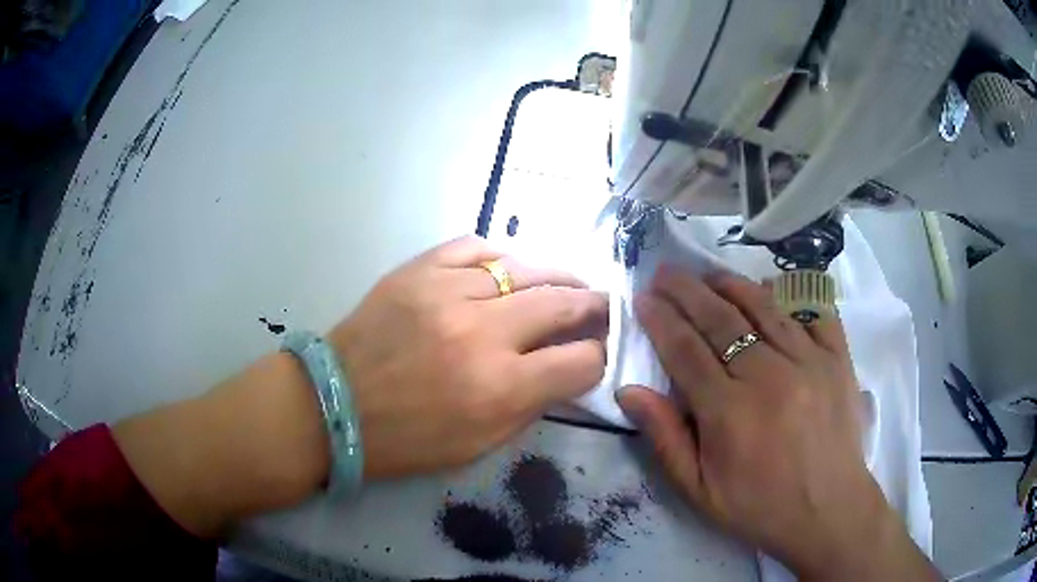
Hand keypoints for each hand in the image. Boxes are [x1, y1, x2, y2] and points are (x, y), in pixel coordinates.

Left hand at [113, 236, 605, 537]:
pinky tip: (505, 269)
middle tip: (599, 306)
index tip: (593, 357)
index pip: (580, 362)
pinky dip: (499, 257)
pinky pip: (475, 247)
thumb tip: (562, 374)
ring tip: (565, 281)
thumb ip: (528, 409)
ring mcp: (448, 292)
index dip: (596, 360)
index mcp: (499, 388)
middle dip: (592, 306)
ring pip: (525, 268)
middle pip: (563, 303)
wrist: (331, 405)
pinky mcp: (419, 270)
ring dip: (555, 276)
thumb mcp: (475, 447)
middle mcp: (483, 333)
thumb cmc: (403, 440)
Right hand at [617, 268, 938, 580]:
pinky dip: (789, 296)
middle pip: (720, 319)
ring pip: (763, 307)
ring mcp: (809, 361)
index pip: (685, 350)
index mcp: (729, 412)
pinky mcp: (837, 358)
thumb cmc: (760, 507)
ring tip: (708, 273)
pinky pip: (813, 311)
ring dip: (731, 284)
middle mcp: (768, 375)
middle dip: (686, 290)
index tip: (643, 297)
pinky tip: (771, 290)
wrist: (829, 511)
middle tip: (665, 271)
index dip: (660, 319)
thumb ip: (665, 439)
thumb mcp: (700, 490)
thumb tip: (630, 390)